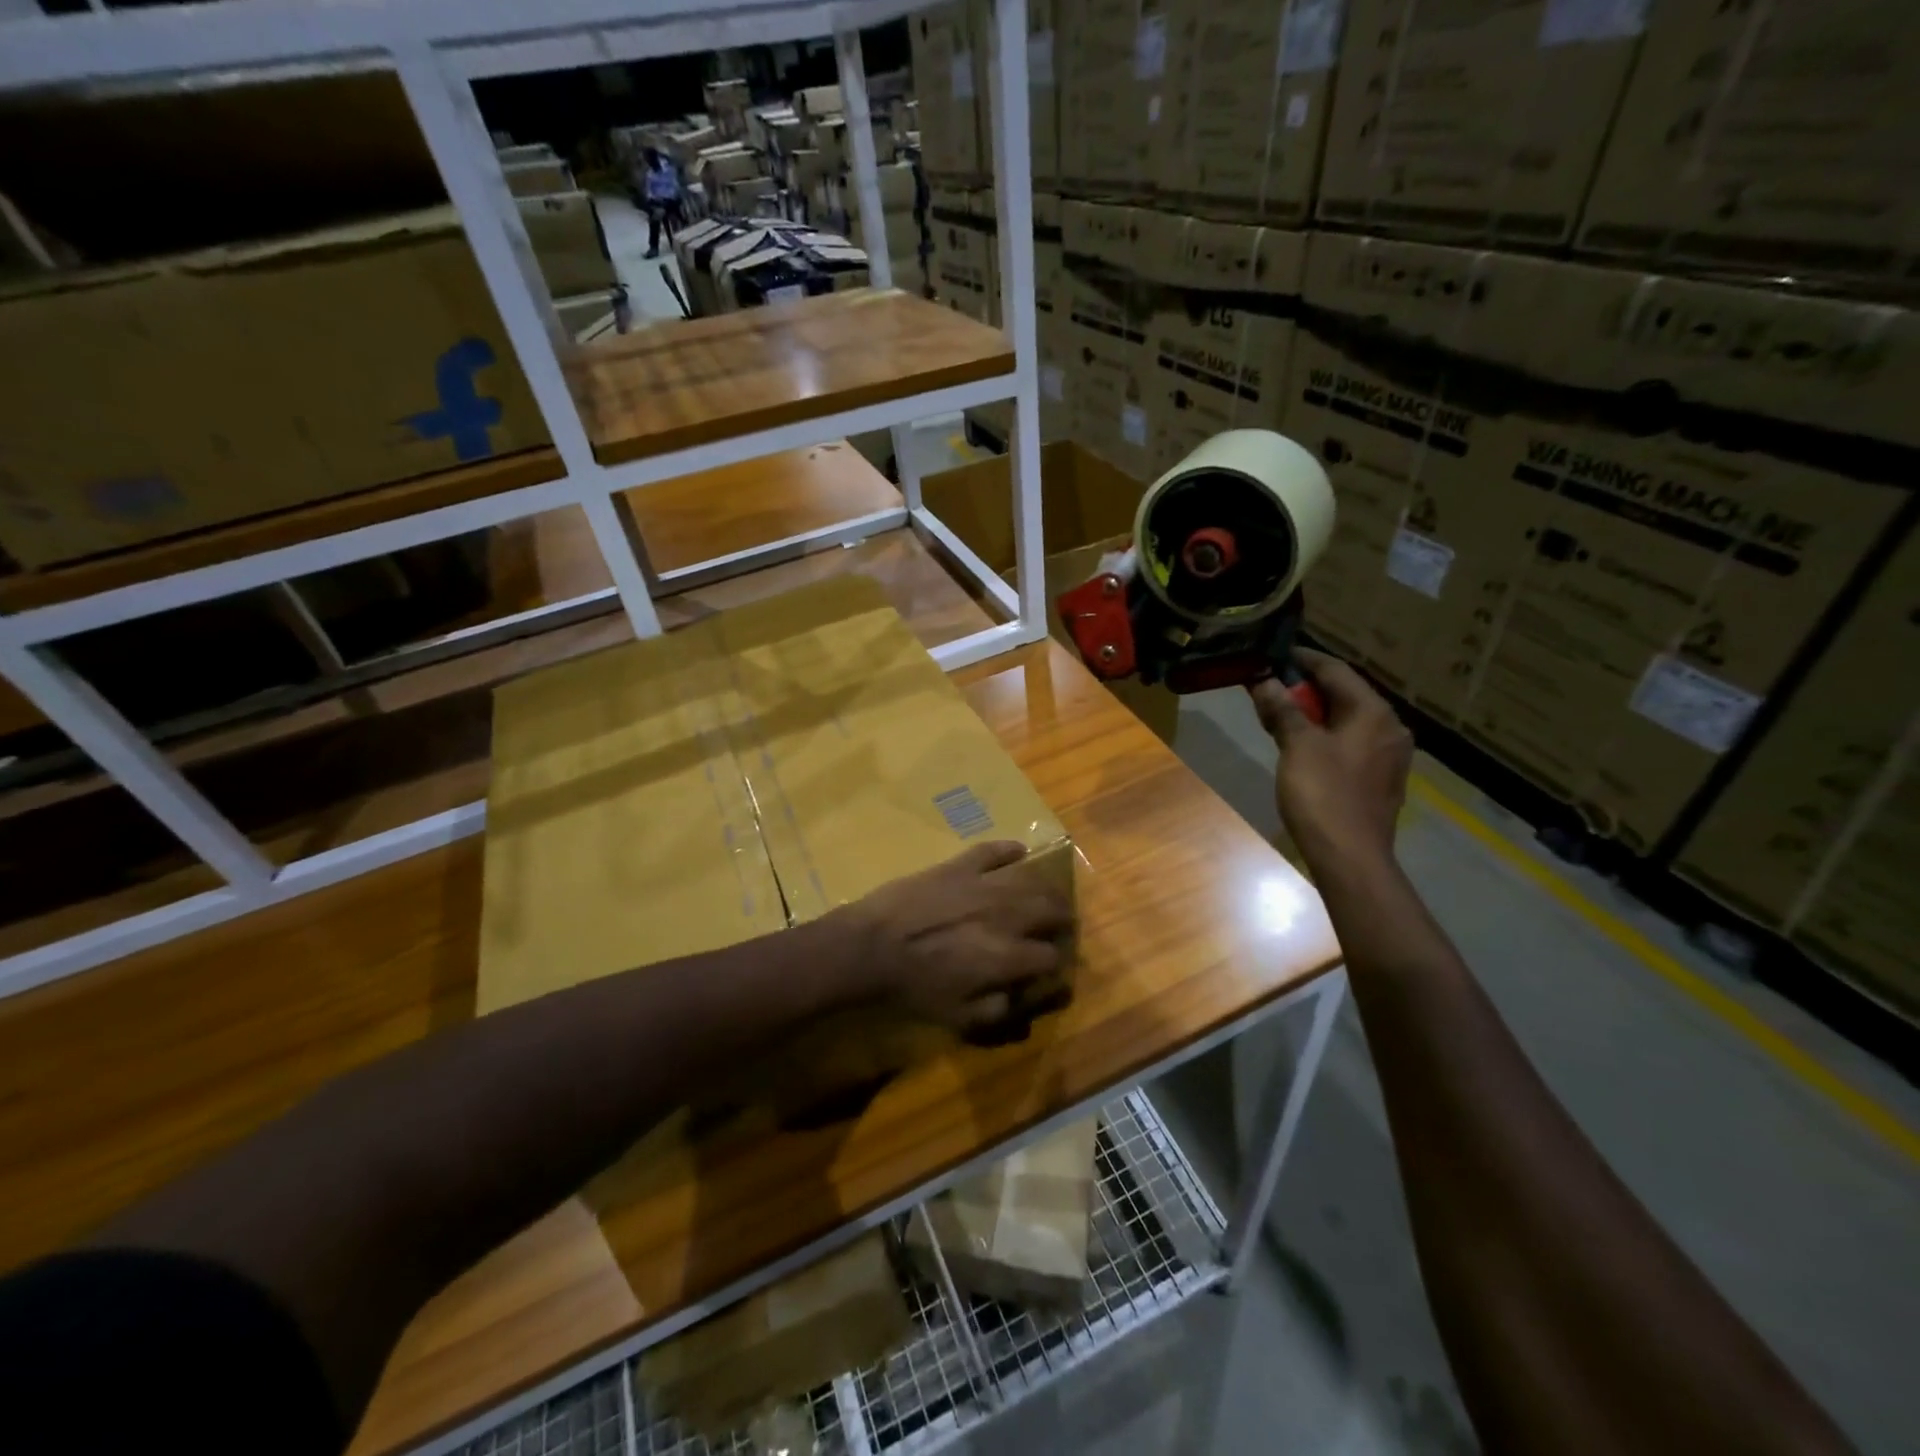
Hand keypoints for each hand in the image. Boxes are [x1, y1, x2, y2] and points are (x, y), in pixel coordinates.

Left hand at [839, 841, 1072, 1033]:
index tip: (1050, 968)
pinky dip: (1010, 850)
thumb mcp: (958, 1017)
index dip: (1056, 964)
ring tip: (1045, 894)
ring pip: (1031, 878)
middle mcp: (1006, 915)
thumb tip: (1025, 999)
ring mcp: (983, 884)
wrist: (869, 948)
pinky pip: (993, 850)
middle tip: (1059, 925)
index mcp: (1008, 956)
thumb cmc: (912, 987)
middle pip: (1052, 909)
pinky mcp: (959, 865)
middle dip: (1062, 919)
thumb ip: (998, 1010)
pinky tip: (1019, 852)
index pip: (1051, 957)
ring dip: (1045, 887)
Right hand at [1249, 649, 1412, 873]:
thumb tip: (1266, 681)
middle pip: (1344, 695)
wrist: (1351, 856)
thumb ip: (1283, 709)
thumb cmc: (1323, 794)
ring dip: (1313, 713)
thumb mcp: (1297, 746)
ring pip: (1347, 720)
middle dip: (1305, 689)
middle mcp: (1388, 728)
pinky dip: (1325, 736)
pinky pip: (1350, 743)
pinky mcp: (1379, 779)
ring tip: (1279, 714)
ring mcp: (1388, 756)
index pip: (1336, 671)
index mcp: (1373, 712)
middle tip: (1270, 686)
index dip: (1303, 660)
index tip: (1275, 654)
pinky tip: (1301, 745)